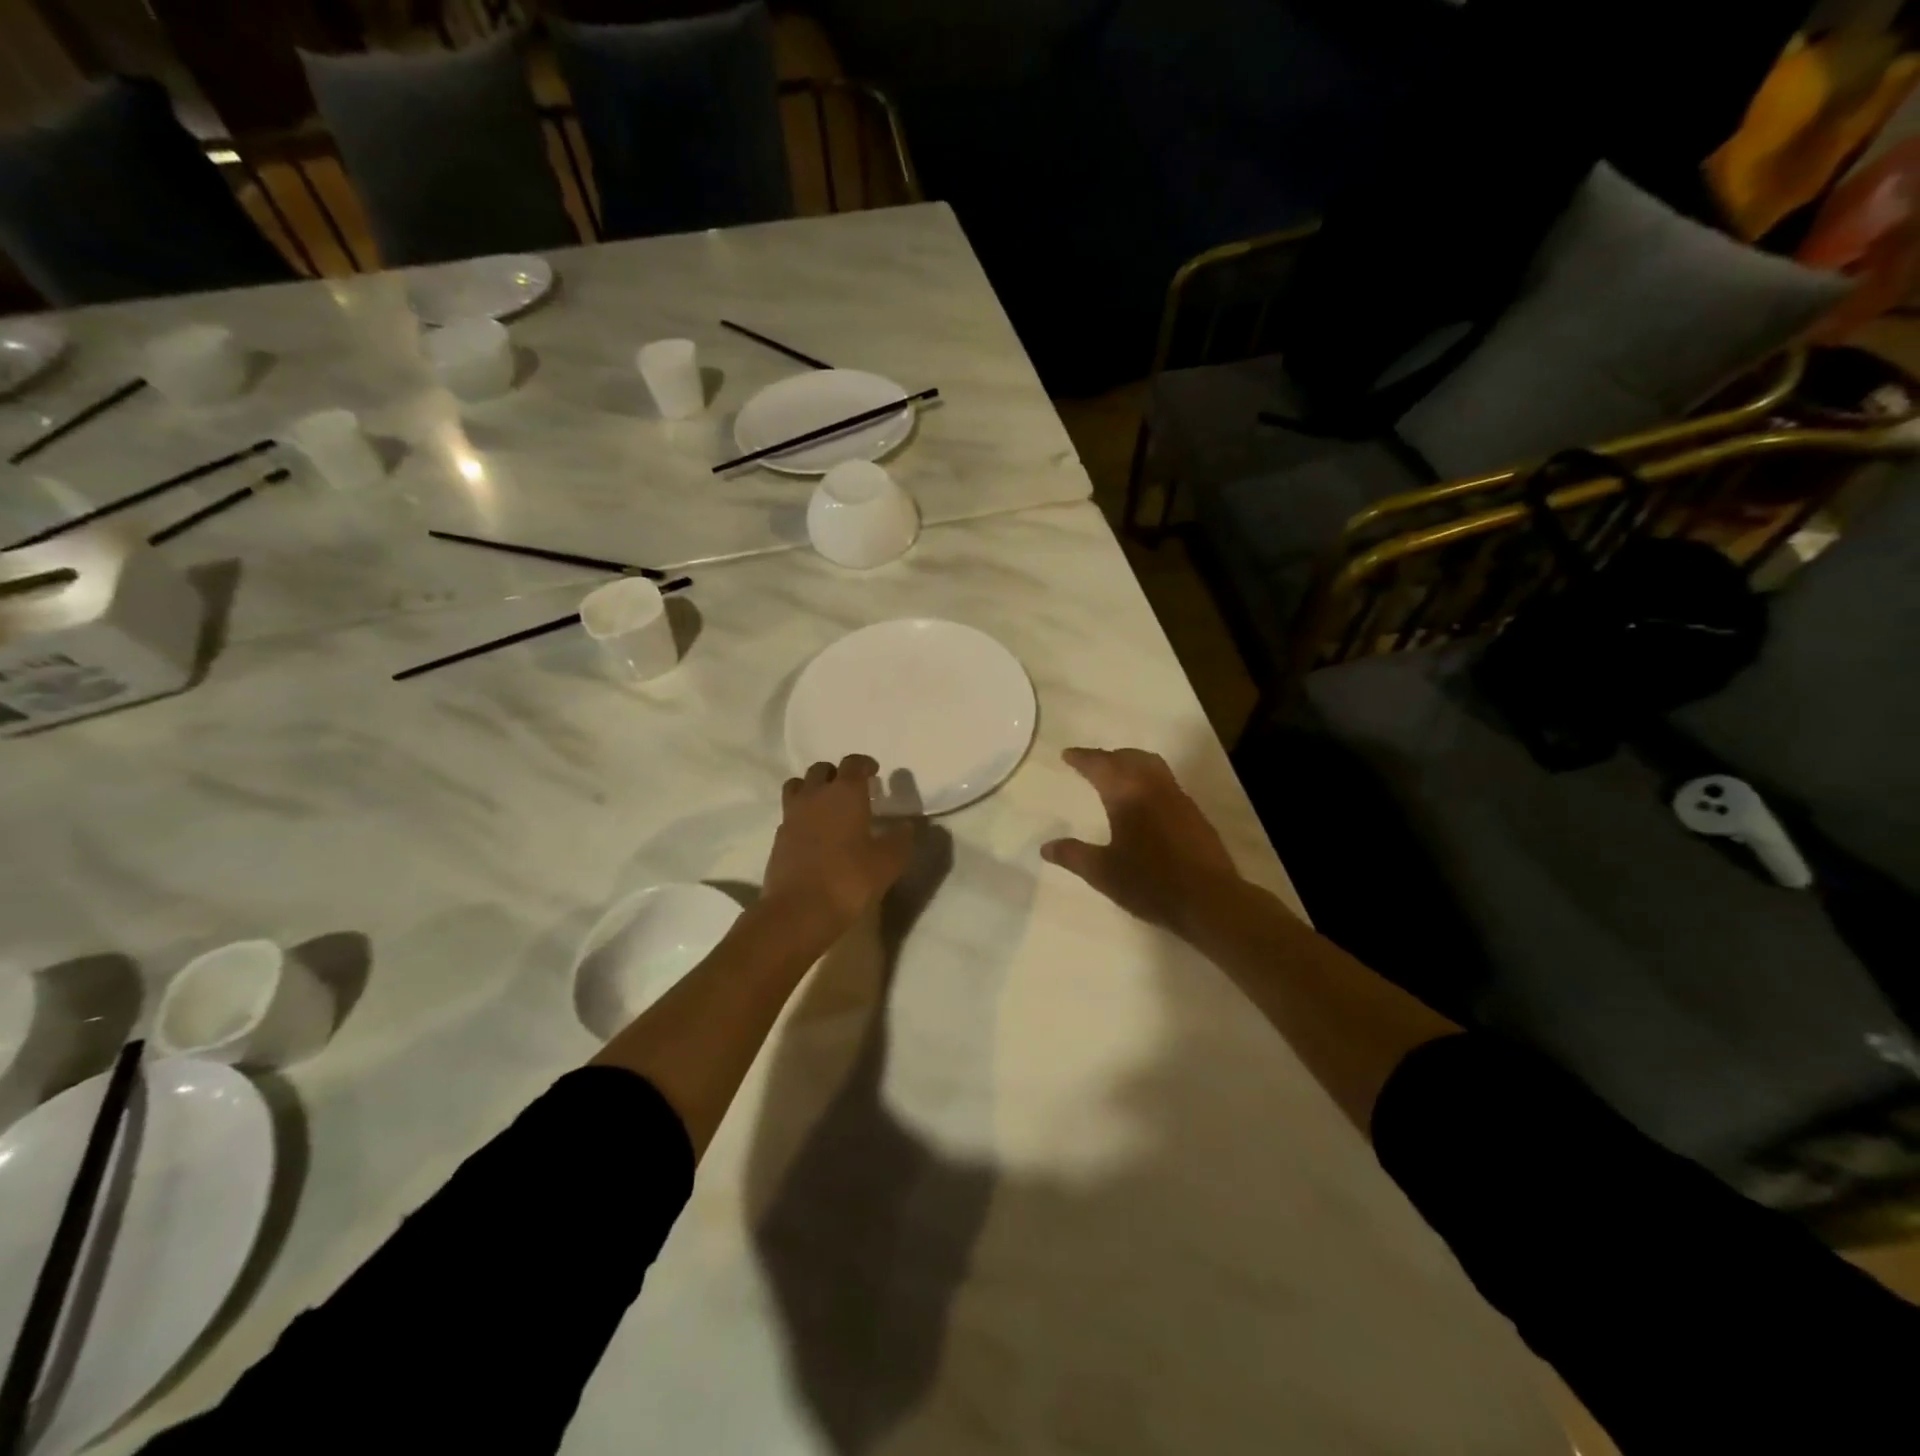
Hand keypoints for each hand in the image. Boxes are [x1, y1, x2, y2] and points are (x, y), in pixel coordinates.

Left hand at [763, 755, 916, 941]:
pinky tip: (815, 834)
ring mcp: (792, 815)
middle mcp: (815, 795)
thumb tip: (906, 826)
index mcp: (845, 793)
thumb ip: (900, 840)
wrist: (799, 911)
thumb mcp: (888, 862)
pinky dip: (802, 815)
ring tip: (828, 806)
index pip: (853, 763)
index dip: (865, 764)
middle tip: (852, 791)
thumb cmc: (849, 879)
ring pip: (799, 786)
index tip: (874, 773)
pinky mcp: (778, 837)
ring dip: (813, 789)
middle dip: (837, 774)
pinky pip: (790, 813)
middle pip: (822, 769)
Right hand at [1042, 747, 1241, 935]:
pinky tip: (1145, 802)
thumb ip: (1073, 855)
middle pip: (1129, 758)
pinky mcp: (1194, 814)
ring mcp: (1178, 798)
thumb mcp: (1103, 873)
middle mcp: (1153, 787)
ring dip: (1131, 763)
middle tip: (1091, 763)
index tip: (1068, 754)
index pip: (1100, 765)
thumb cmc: (1150, 883)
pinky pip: (1166, 782)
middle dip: (1108, 756)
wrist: (1209, 899)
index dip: (1082, 758)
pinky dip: (1148, 780)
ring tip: (1118, 776)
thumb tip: (1046, 847)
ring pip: (1152, 766)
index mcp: (1127, 794)